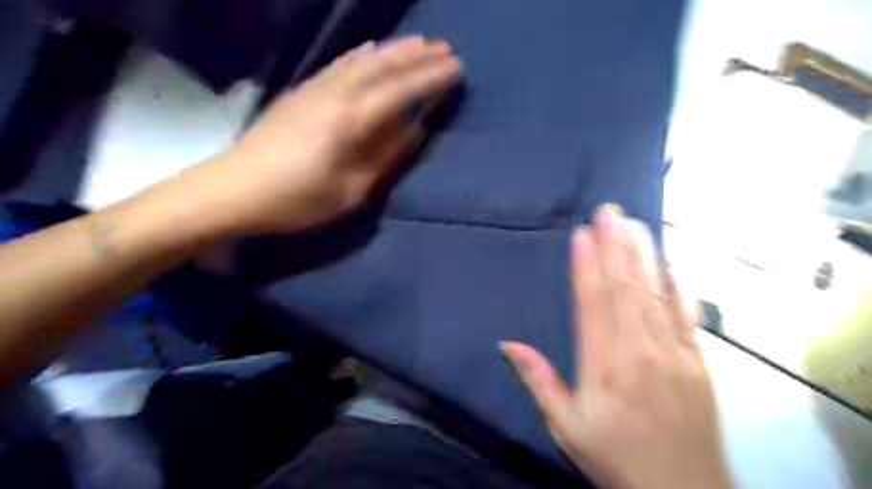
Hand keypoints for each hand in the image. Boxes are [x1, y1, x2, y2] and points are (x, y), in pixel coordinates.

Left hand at [194, 36, 457, 235]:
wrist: (235, 190)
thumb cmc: (298, 199)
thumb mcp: (350, 191)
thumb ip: (385, 157)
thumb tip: (414, 130)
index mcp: (351, 122)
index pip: (401, 91)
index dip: (431, 78)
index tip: (457, 68)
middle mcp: (335, 96)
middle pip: (383, 67)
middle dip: (417, 57)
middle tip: (446, 48)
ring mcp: (315, 89)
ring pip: (361, 60)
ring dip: (393, 49)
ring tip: (418, 42)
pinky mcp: (300, 92)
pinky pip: (338, 64)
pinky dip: (360, 54)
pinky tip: (368, 49)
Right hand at [501, 205, 729, 488]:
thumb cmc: (615, 458)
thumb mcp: (566, 427)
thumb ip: (539, 381)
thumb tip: (506, 344)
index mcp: (606, 366)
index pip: (594, 303)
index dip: (587, 265)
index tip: (582, 234)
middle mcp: (641, 352)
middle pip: (626, 288)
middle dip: (616, 245)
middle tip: (608, 211)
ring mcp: (676, 354)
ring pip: (656, 294)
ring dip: (643, 255)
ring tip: (633, 223)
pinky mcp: (699, 362)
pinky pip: (687, 314)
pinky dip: (677, 284)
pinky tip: (670, 262)